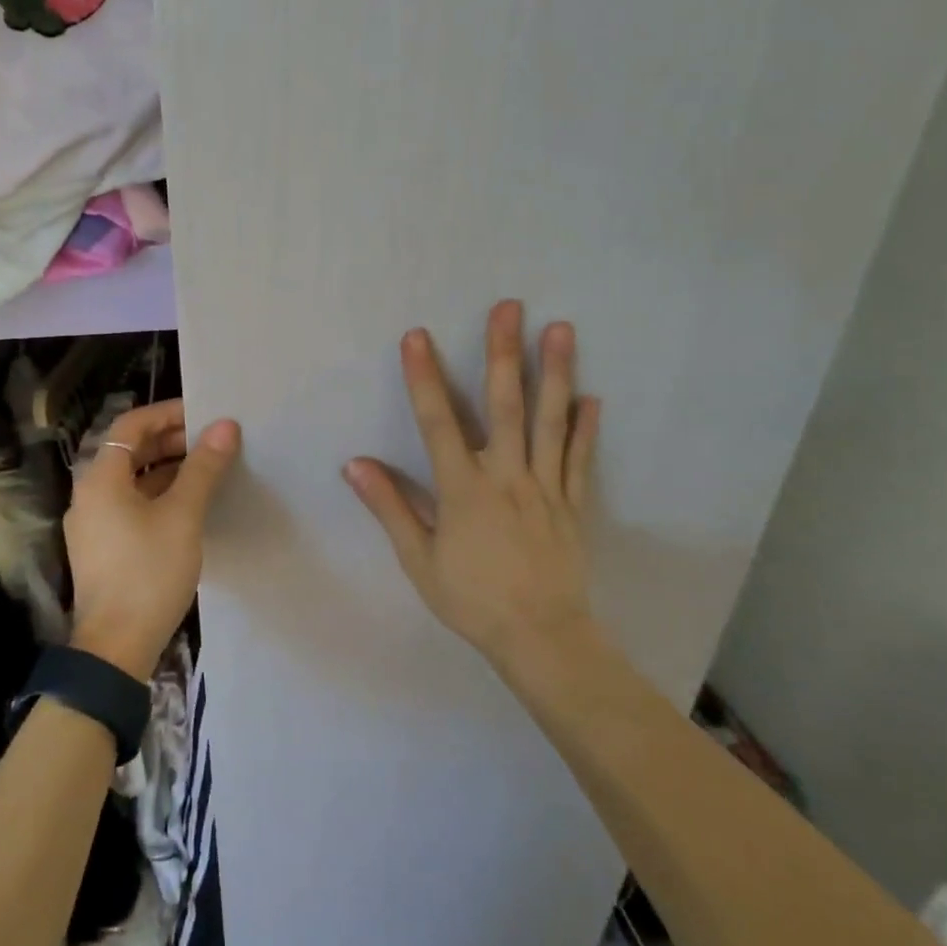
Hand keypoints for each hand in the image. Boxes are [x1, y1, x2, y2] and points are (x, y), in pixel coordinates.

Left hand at [64, 399, 242, 680]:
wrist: (116, 647)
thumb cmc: (148, 572)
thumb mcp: (182, 515)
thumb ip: (203, 467)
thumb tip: (226, 426)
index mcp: (101, 478)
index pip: (131, 426)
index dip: (167, 414)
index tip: (204, 414)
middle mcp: (90, 494)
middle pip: (130, 451)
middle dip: (171, 441)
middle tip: (212, 441)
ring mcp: (93, 523)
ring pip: (132, 480)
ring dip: (167, 469)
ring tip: (207, 469)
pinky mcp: (102, 547)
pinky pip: (130, 505)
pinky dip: (158, 495)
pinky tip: (189, 504)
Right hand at [345, 301, 600, 672]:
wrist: (541, 639)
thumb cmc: (472, 600)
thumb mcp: (418, 560)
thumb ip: (390, 507)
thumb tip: (355, 464)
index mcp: (464, 489)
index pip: (438, 422)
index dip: (425, 378)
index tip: (417, 337)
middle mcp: (507, 477)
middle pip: (505, 405)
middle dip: (504, 353)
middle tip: (509, 306)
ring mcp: (546, 487)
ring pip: (551, 422)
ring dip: (555, 373)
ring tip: (561, 329)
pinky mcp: (574, 504)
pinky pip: (581, 460)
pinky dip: (586, 428)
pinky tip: (591, 397)